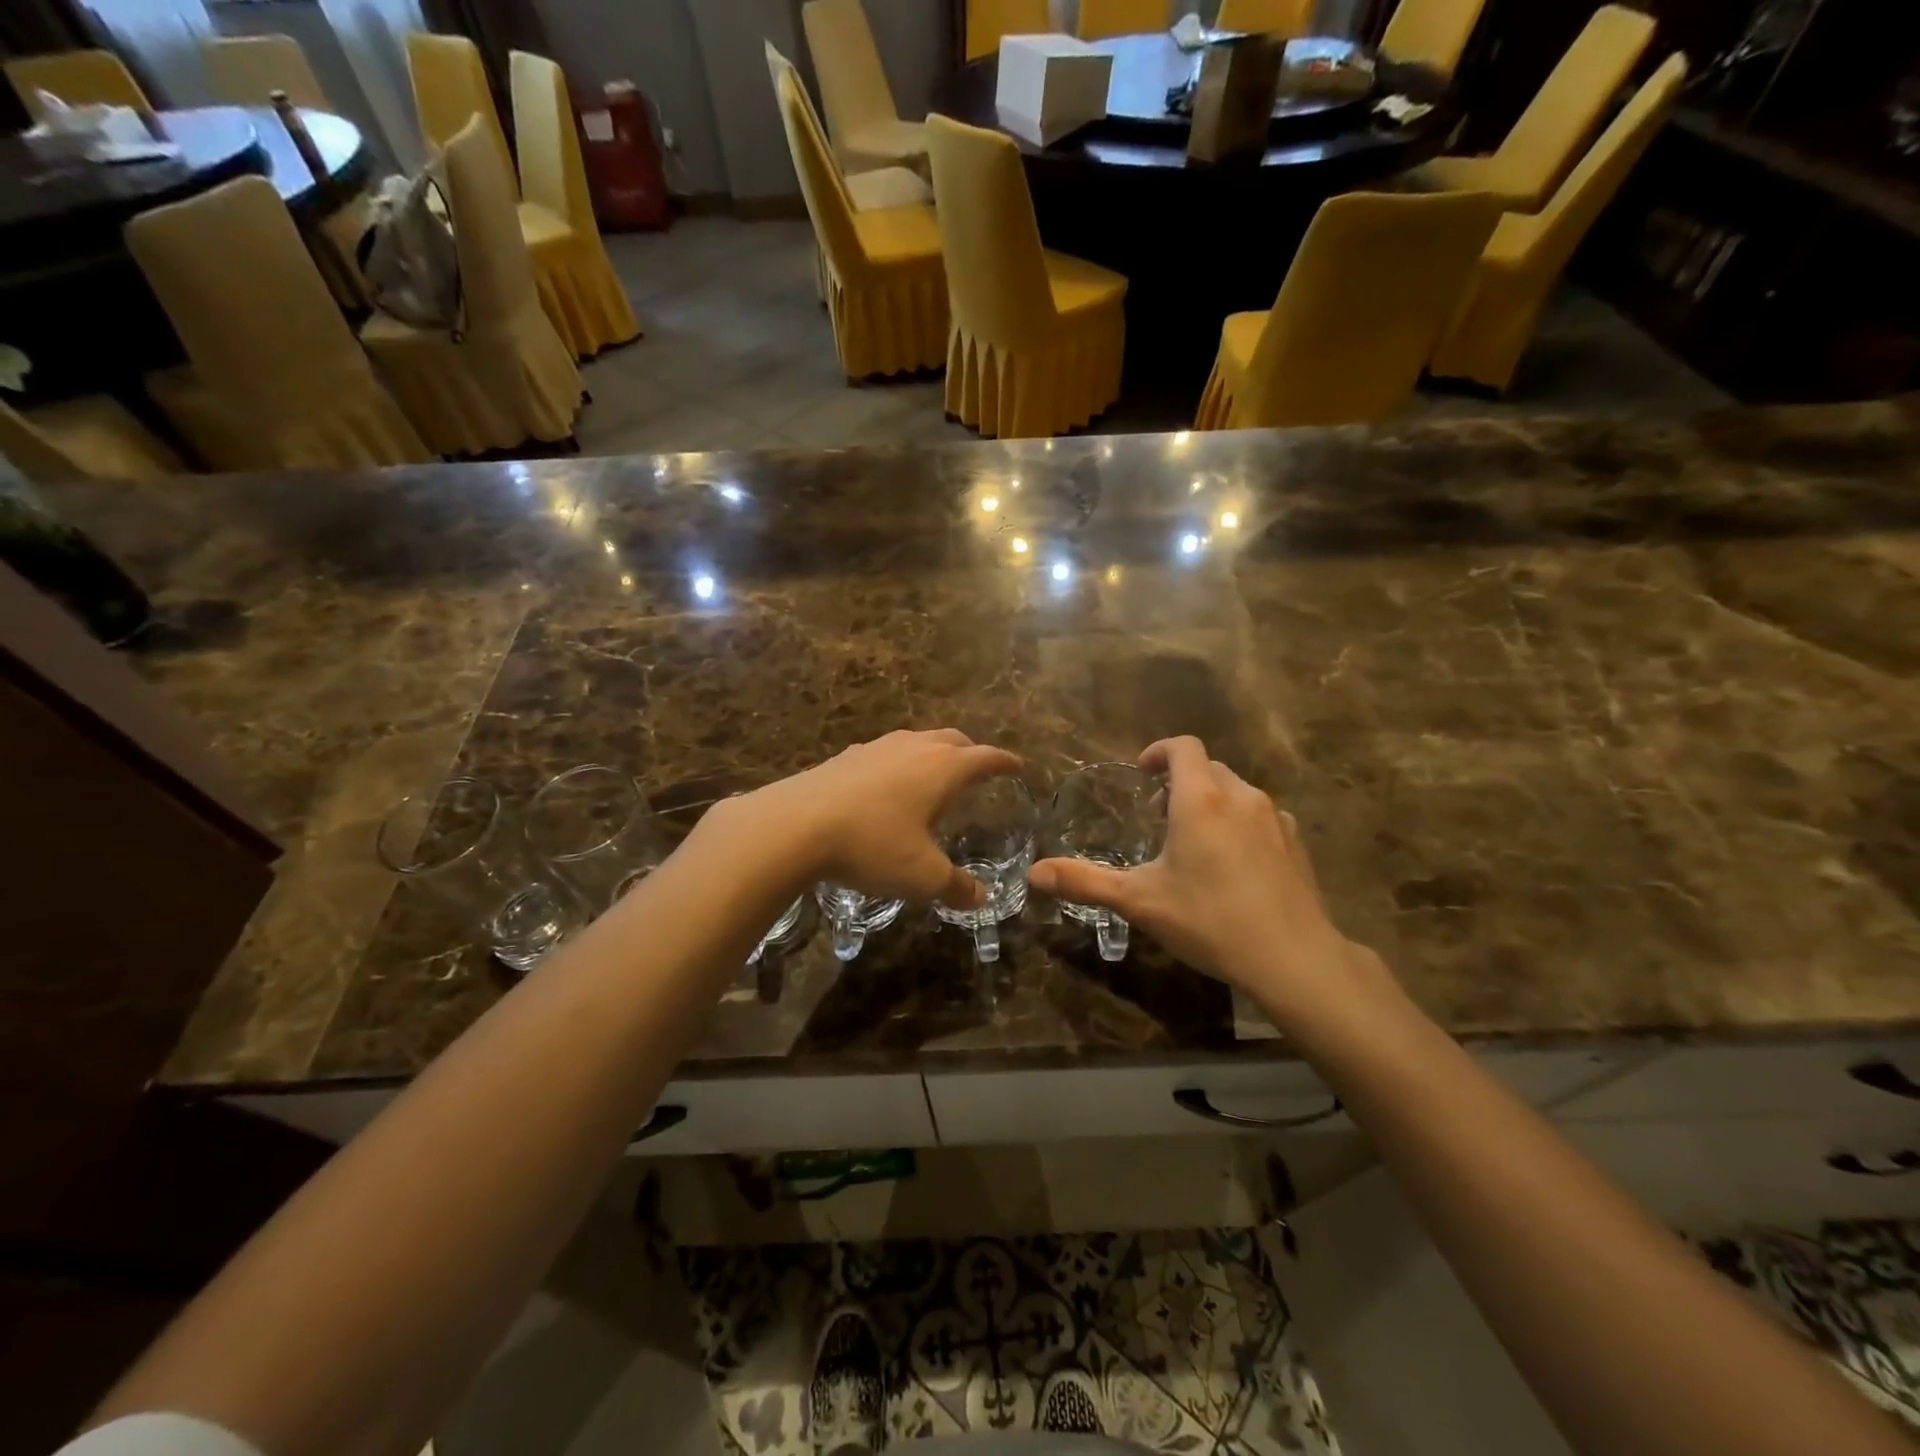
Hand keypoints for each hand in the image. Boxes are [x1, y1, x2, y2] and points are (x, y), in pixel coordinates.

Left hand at [724, 729, 1022, 908]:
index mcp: (942, 768)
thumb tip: (982, 897)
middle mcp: (913, 748)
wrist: (794, 826)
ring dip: (933, 753)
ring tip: (933, 775)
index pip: (985, 757)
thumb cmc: (872, 845)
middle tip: (979, 768)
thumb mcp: (922, 876)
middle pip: (952, 739)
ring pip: (916, 740)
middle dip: (971, 751)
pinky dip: (898, 763)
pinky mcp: (844, 757)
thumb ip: (956, 886)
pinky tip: (886, 786)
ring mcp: (875, 748)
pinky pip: (884, 752)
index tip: (1018, 766)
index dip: (1005, 762)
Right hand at [1029, 736, 1381, 1021]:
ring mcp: (1274, 819)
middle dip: (1181, 782)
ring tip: (1195, 842)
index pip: (1183, 748)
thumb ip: (1085, 881)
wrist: (1292, 957)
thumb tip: (1034, 873)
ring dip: (1211, 802)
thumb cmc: (1208, 919)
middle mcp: (1239, 797)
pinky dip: (1241, 824)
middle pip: (1208, 768)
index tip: (1142, 772)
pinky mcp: (1296, 843)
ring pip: (1237, 792)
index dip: (1159, 752)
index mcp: (1199, 799)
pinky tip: (1234, 866)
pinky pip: (1262, 817)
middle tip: (1159, 816)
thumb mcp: (1138, 901)